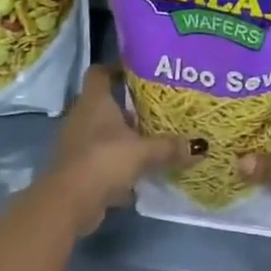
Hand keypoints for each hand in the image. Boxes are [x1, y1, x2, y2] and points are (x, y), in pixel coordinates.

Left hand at [51, 67, 192, 234]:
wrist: (68, 202)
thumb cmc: (104, 160)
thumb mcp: (144, 152)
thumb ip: (170, 147)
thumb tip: (201, 145)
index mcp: (94, 101)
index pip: (99, 73)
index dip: (116, 68)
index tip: (139, 71)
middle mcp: (82, 117)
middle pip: (105, 103)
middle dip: (129, 106)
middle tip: (157, 108)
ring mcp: (77, 143)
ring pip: (103, 132)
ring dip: (124, 136)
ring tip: (153, 138)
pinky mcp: (77, 168)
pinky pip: (101, 158)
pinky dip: (118, 163)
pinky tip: (140, 171)